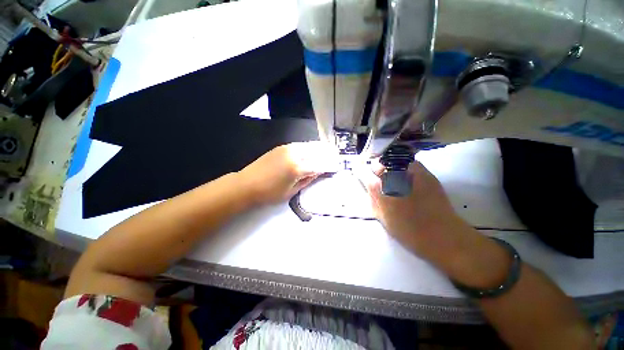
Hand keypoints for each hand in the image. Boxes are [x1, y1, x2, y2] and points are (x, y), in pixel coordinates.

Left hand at [238, 142, 338, 205]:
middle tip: (335, 155)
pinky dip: (309, 147)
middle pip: (316, 151)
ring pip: (309, 145)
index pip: (320, 165)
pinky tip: (312, 150)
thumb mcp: (291, 192)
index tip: (337, 166)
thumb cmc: (269, 193)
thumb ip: (307, 180)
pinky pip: (300, 145)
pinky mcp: (282, 146)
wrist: (247, 184)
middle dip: (327, 153)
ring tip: (327, 150)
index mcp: (298, 168)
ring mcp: (288, 148)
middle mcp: (295, 154)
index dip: (330, 165)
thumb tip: (319, 172)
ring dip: (319, 148)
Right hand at [356, 160, 467, 257]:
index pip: (362, 170)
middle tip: (381, 181)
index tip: (361, 173)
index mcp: (378, 188)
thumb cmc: (407, 230)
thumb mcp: (381, 217)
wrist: (441, 234)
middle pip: (377, 163)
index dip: (360, 170)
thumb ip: (372, 200)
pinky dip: (404, 168)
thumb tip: (369, 189)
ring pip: (392, 161)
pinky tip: (409, 179)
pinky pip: (409, 163)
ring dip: (390, 168)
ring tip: (396, 180)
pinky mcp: (425, 172)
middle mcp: (391, 175)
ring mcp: (409, 171)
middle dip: (376, 170)